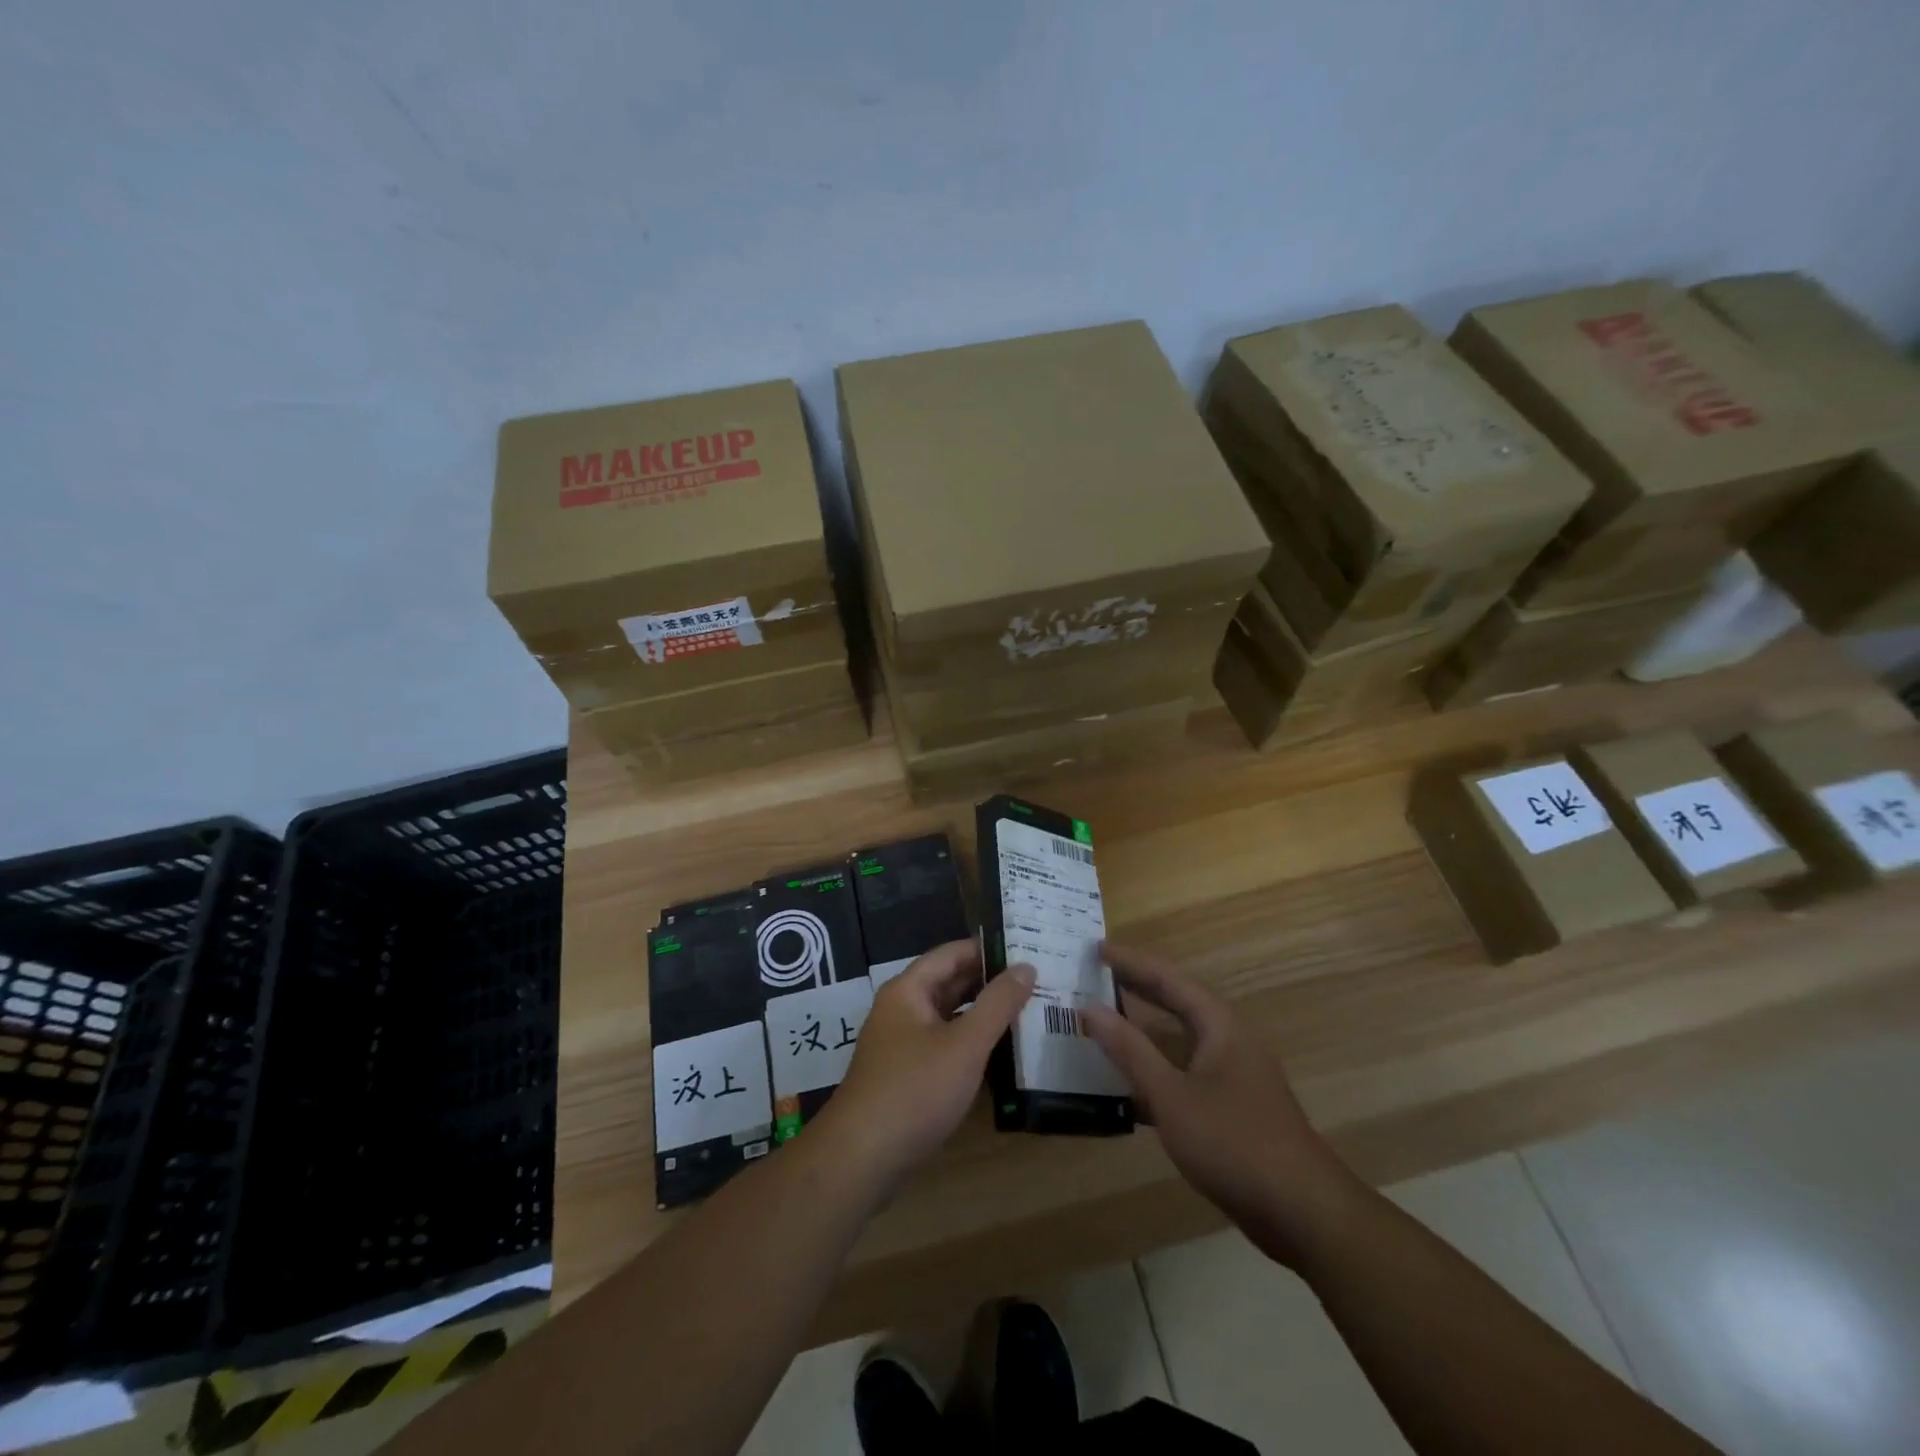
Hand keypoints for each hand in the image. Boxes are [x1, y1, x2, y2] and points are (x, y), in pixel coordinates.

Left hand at [818, 940, 1033, 1193]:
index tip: (1026, 947)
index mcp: (908, 990)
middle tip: (1036, 980)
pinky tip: (1001, 1054)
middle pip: (949, 983)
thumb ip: (997, 1004)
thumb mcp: (965, 1045)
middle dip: (989, 981)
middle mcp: (901, 1009)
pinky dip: (970, 1043)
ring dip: (982, 1014)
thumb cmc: (915, 1090)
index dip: (987, 949)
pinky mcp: (905, 1075)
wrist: (862, 1158)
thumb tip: (1026, 966)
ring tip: (1028, 1012)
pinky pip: (943, 1045)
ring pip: (948, 1017)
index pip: (952, 954)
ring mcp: (901, 1044)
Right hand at [1082, 941, 1357, 1267]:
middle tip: (1091, 977)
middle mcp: (1226, 1039)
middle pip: (1173, 1002)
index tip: (1094, 949)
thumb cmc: (1233, 1142)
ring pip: (1177, 1040)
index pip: (1166, 977)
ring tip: (1099, 1023)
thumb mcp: (1171, 1095)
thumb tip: (1089, 1009)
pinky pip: (1183, 1072)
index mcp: (1217, 1024)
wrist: (1301, 1212)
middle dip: (1134, 988)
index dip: (1129, 961)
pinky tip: (1123, 1087)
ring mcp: (1231, 1074)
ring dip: (1140, 1032)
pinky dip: (1153, 1070)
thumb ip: (1129, 1050)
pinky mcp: (1230, 1106)